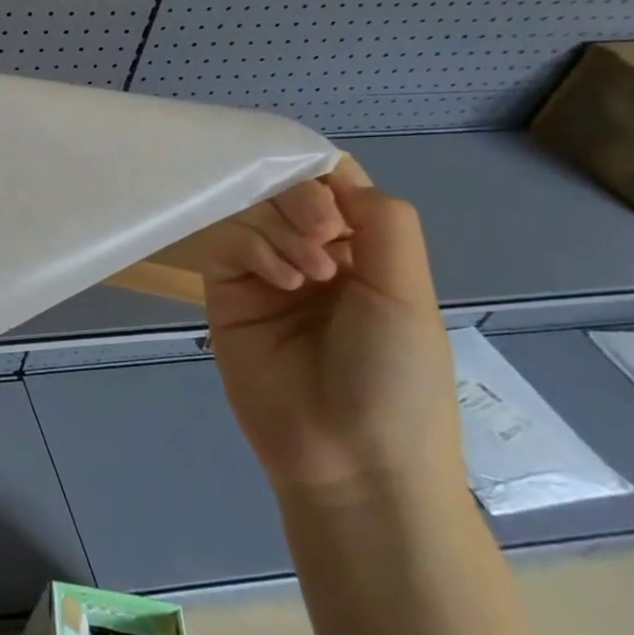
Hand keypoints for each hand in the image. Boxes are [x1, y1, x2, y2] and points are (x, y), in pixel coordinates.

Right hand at [203, 161, 464, 501]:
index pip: (335, 186)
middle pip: (286, 191)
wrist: (348, 459)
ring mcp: (263, 274)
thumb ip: (383, 222)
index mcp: (364, 254)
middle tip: (324, 235)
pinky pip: (226, 244)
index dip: (323, 175)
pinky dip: (252, 248)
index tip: (327, 192)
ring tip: (308, 273)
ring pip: (252, 212)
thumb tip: (333, 176)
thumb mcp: (408, 295)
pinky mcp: (225, 292)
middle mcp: (311, 255)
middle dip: (302, 202)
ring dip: (280, 229)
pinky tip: (281, 280)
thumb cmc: (396, 379)